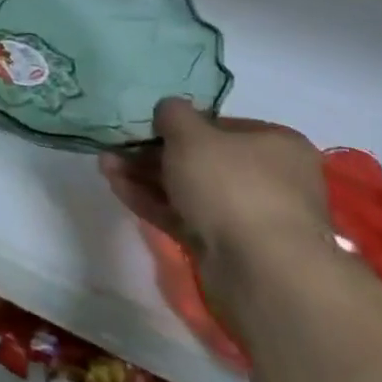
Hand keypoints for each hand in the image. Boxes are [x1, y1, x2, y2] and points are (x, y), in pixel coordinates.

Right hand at [102, 98, 336, 311]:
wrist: (262, 271)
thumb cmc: (232, 185)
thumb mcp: (191, 134)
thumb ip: (173, 113)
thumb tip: (169, 111)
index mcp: (276, 145)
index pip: (221, 125)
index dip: (180, 124)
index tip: (147, 125)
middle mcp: (269, 179)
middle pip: (200, 159)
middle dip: (153, 152)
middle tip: (116, 147)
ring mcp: (248, 216)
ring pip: (188, 188)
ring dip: (145, 176)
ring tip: (105, 166)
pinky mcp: (227, 246)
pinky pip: (184, 215)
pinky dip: (152, 201)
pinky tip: (116, 187)